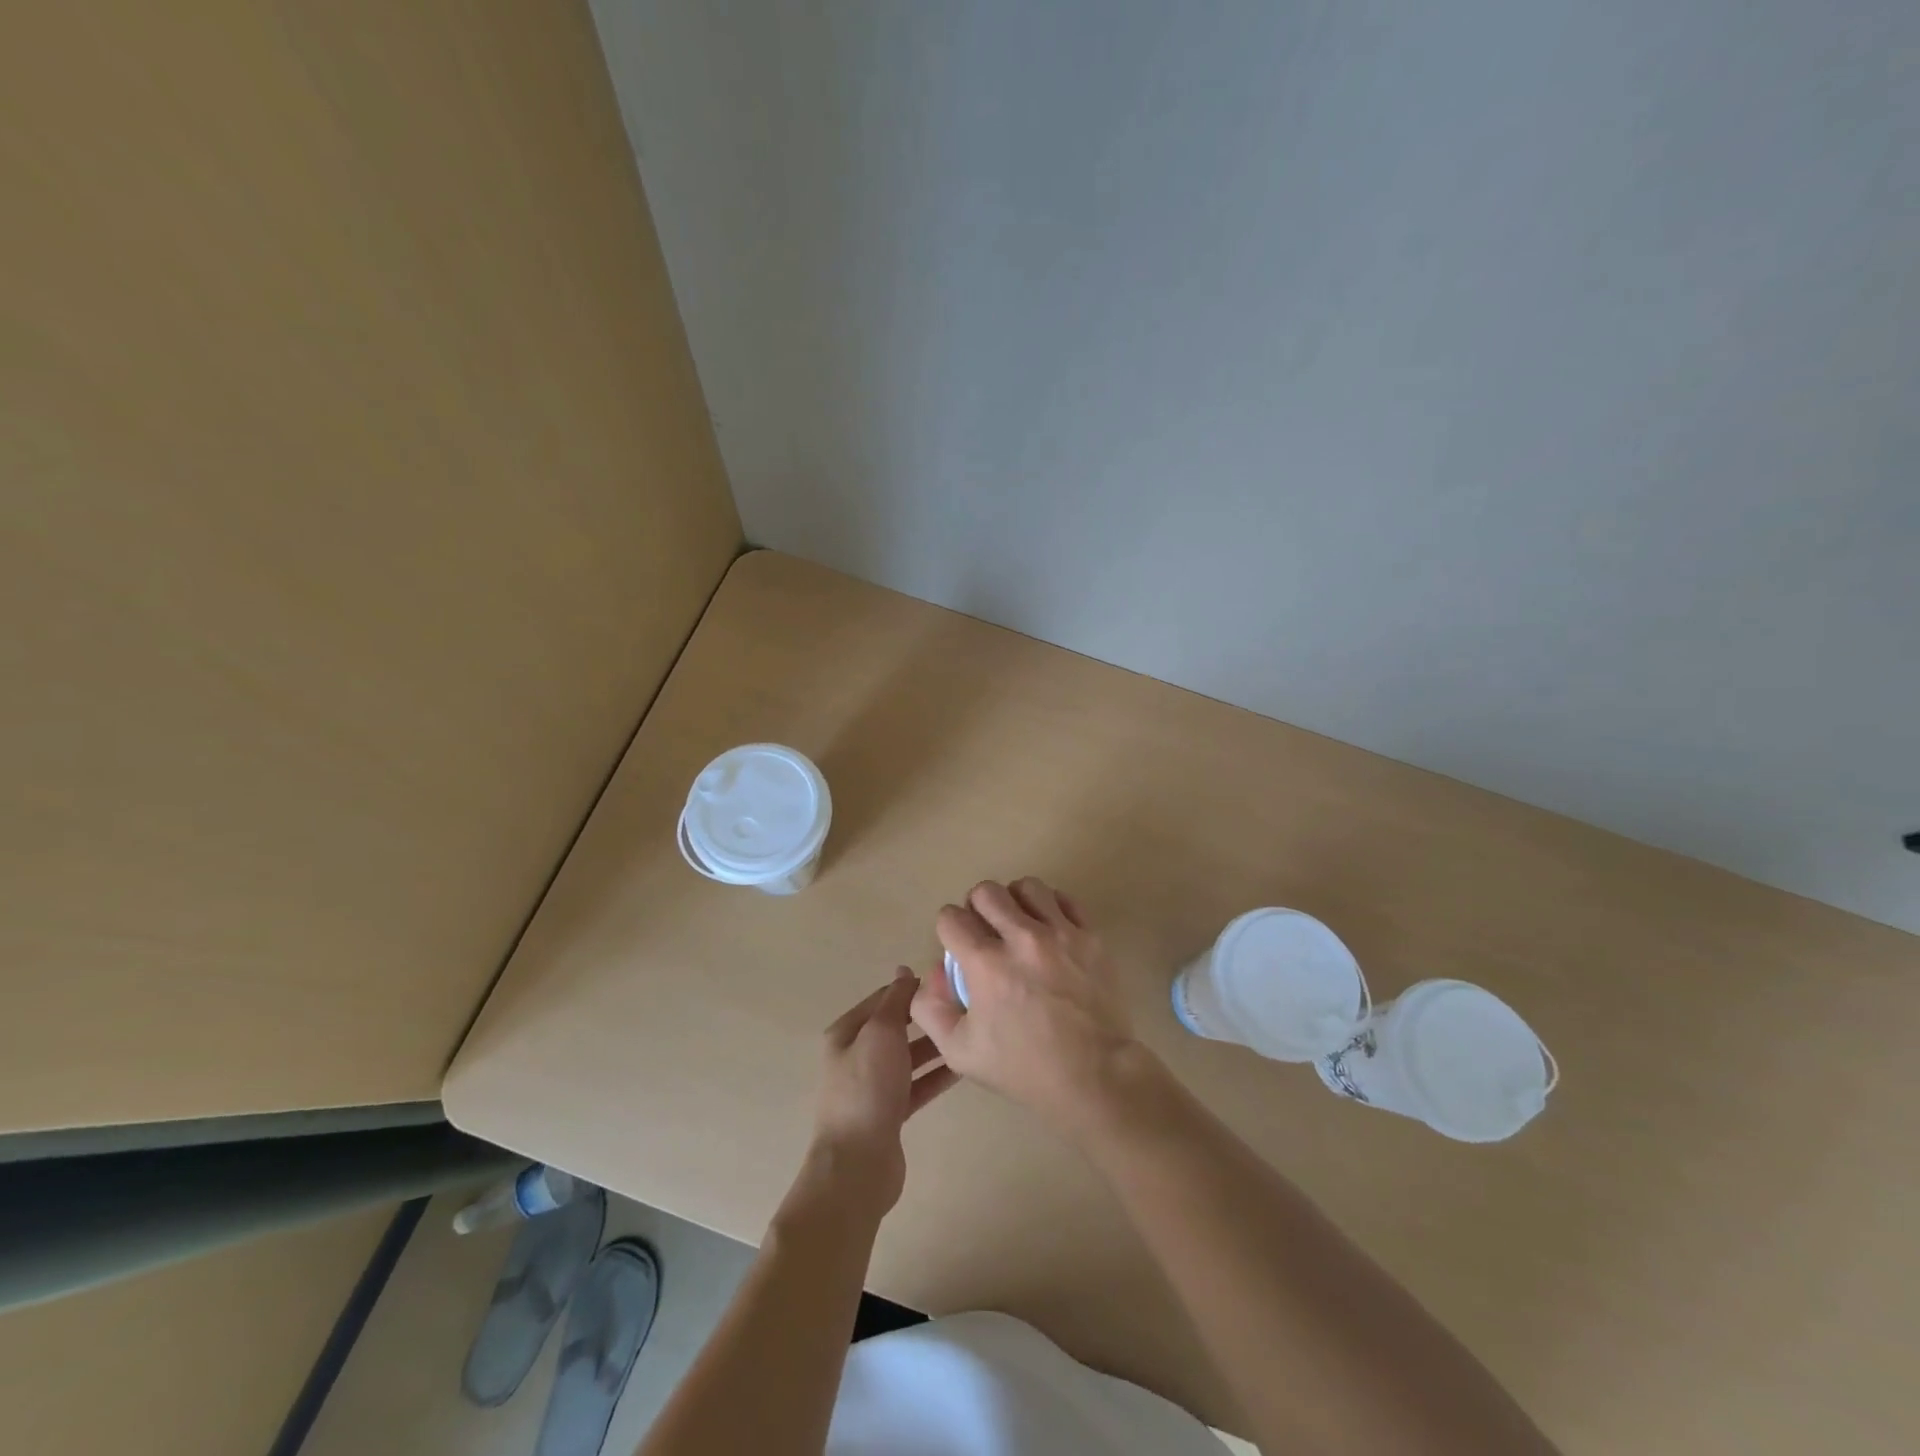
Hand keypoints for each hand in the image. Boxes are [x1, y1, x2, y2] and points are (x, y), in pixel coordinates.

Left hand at [807, 969, 957, 1215]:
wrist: (858, 1163)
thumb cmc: (867, 1087)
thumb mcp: (881, 1033)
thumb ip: (895, 1000)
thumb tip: (905, 971)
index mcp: (847, 1032)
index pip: (883, 999)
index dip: (911, 988)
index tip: (947, 981)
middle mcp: (857, 1056)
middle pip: (897, 1028)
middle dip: (926, 1017)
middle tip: (963, 1007)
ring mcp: (873, 1086)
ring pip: (909, 1057)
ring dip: (935, 1046)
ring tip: (968, 1033)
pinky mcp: (889, 1113)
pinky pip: (917, 1085)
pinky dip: (936, 1075)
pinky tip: (962, 1067)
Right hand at [912, 878, 1145, 1140]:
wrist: (1095, 1077)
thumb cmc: (1024, 1068)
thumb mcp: (960, 1051)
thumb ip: (931, 1008)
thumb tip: (934, 972)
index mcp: (986, 964)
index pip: (950, 917)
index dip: (948, 930)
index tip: (957, 948)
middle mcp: (1021, 938)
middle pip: (986, 891)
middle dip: (977, 908)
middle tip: (985, 933)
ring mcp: (1060, 934)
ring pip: (1027, 886)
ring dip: (1015, 902)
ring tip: (1019, 926)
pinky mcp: (1090, 937)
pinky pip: (1064, 900)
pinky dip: (1050, 908)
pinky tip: (1048, 930)